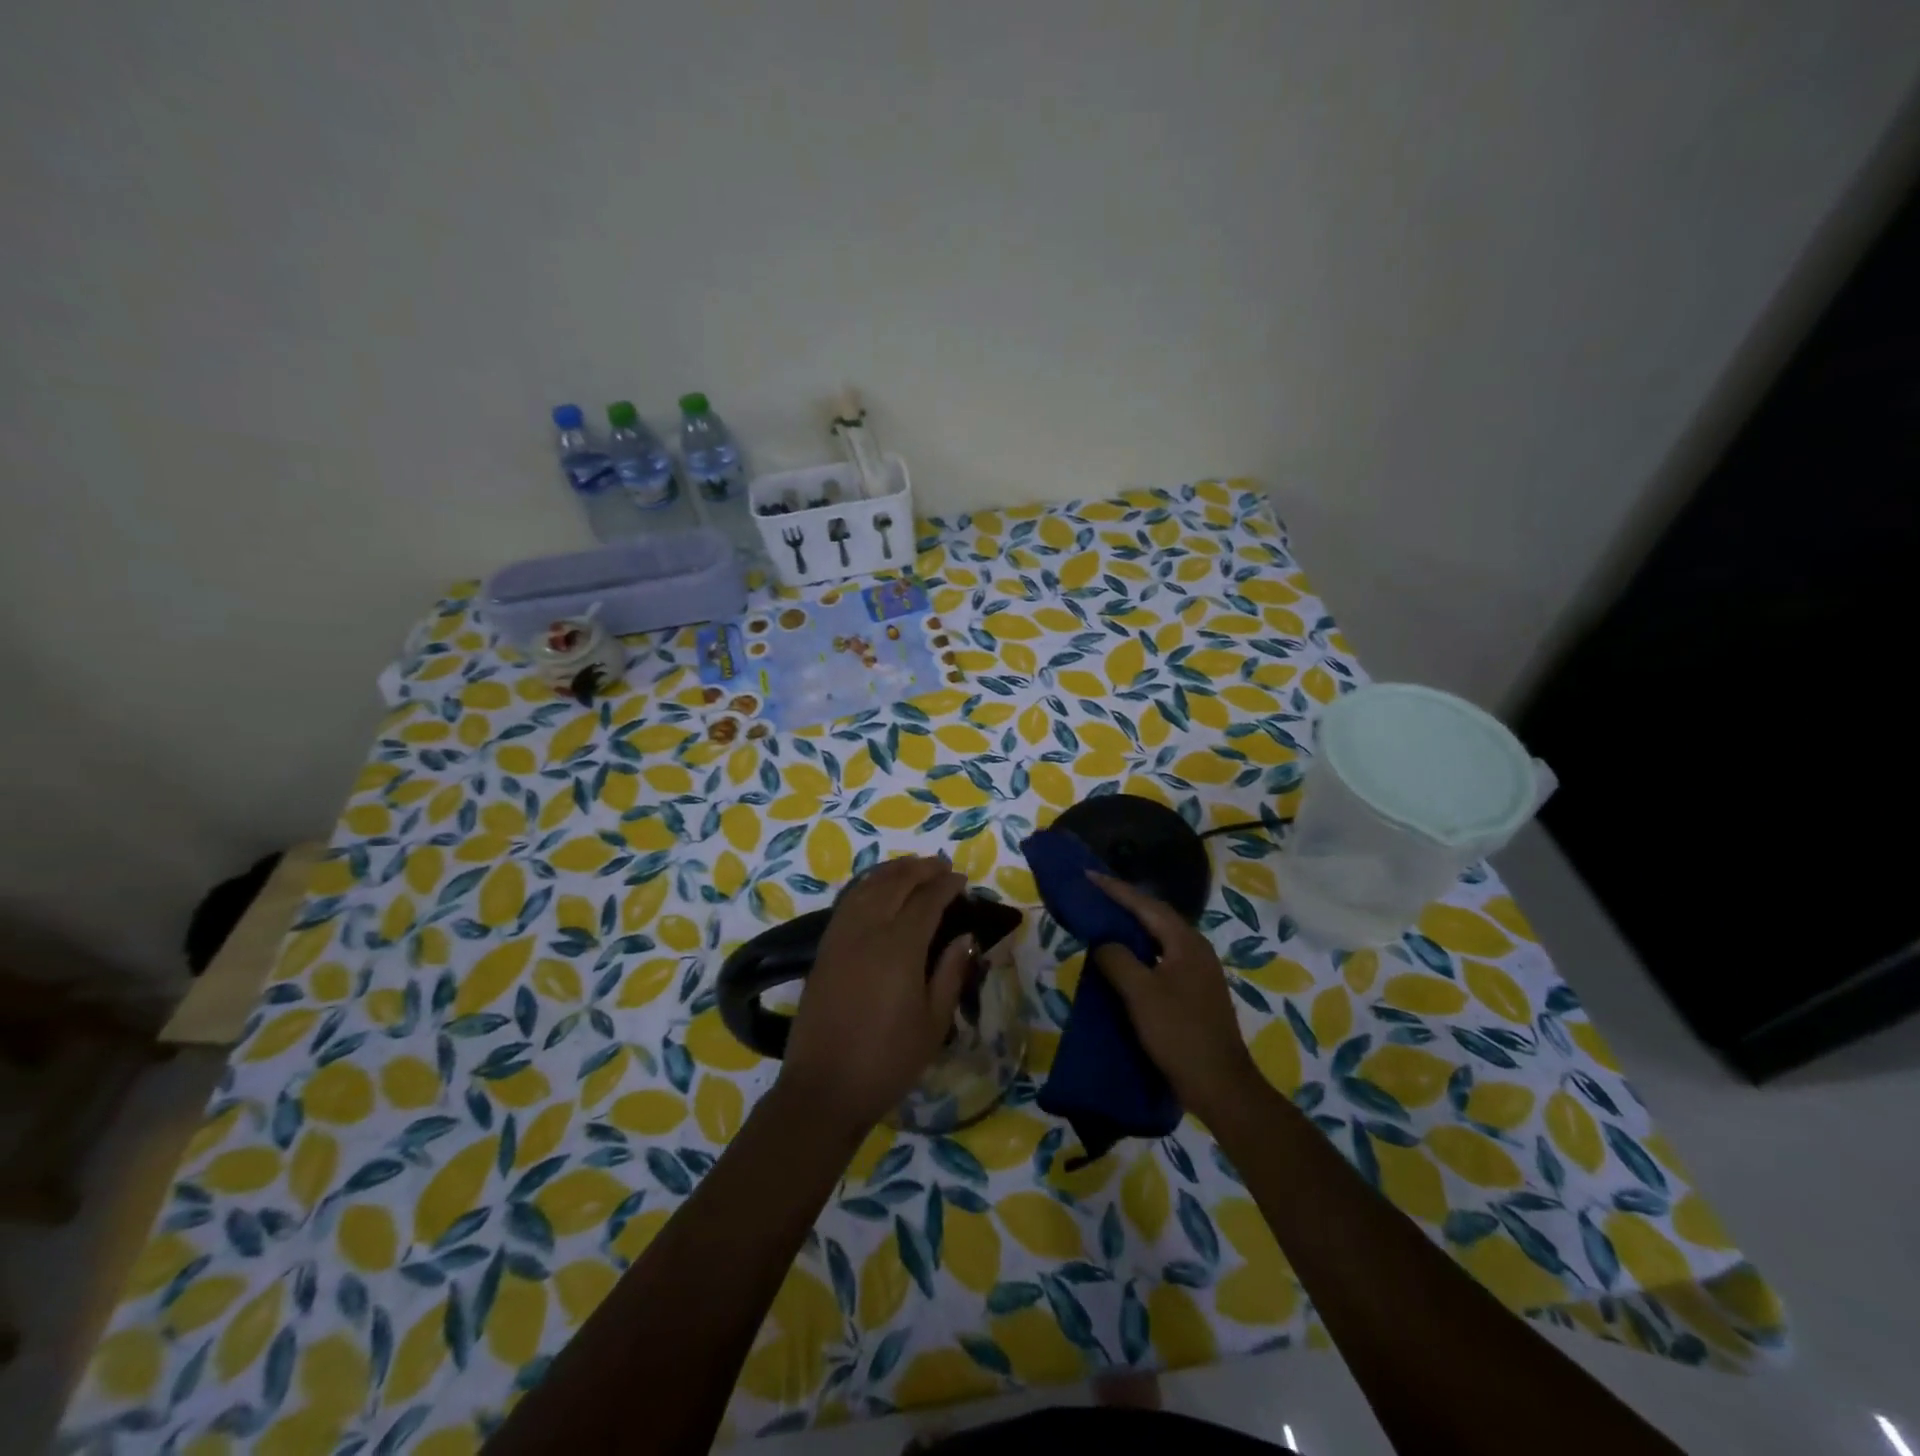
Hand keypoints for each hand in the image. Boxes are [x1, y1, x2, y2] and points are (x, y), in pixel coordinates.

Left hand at [780, 855, 972, 1133]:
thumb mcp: (933, 1023)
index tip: (962, 880)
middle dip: (921, 869)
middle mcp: (868, 931)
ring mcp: (841, 937)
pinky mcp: (825, 948)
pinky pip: (847, 902)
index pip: (927, 900)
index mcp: (900, 947)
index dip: (946, 885)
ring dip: (892, 871)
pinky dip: (866, 885)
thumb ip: (950, 973)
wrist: (824, 1088)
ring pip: (868, 887)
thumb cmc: (888, 1060)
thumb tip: (964, 937)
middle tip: (941, 866)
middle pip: (896, 884)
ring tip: (912, 867)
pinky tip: (875, 888)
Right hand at [1088, 871, 1261, 1123]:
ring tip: (1103, 921)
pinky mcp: (1194, 992)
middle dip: (1124, 904)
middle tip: (1093, 894)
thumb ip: (1117, 959)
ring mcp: (1198, 972)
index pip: (1145, 905)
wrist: (1220, 1085)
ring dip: (1132, 928)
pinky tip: (1123, 961)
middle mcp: (1195, 949)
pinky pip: (1162, 958)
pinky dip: (1140, 951)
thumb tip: (1103, 942)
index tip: (1088, 875)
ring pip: (1159, 938)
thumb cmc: (1179, 1033)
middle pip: (1155, 916)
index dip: (1115, 889)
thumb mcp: (1140, 993)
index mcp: (1186, 942)